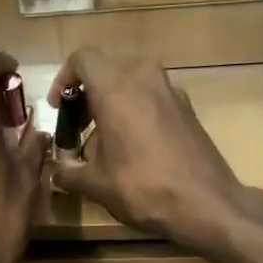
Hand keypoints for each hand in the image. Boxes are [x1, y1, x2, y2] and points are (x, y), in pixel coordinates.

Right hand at [45, 49, 253, 248]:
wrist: (205, 203)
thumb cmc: (142, 188)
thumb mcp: (95, 184)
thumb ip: (67, 171)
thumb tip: (57, 169)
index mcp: (116, 87)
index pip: (82, 58)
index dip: (64, 78)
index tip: (59, 108)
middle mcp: (145, 78)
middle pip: (108, 70)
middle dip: (89, 95)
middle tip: (79, 127)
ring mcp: (171, 91)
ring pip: (133, 83)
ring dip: (114, 104)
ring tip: (105, 142)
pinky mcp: (188, 109)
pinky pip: (153, 99)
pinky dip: (137, 113)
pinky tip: (134, 149)